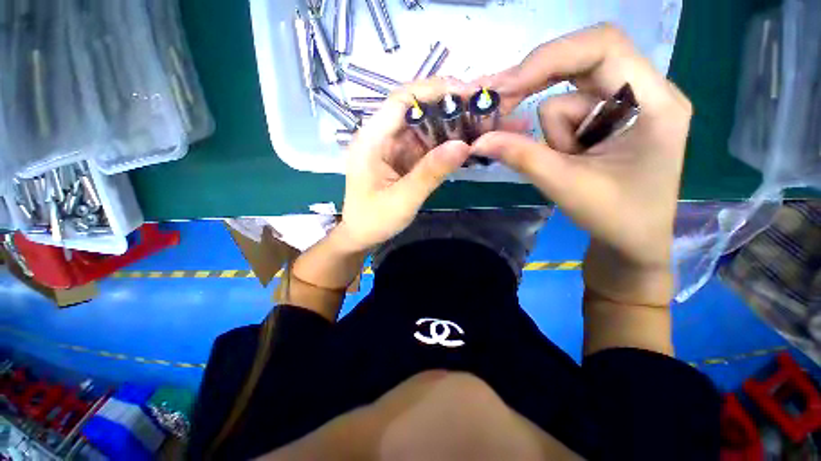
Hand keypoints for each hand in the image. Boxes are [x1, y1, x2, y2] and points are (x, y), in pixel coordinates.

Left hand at [339, 78, 474, 251]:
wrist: (361, 235)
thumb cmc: (374, 220)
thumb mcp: (403, 200)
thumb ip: (430, 173)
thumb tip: (463, 146)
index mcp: (371, 140)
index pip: (400, 100)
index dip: (433, 90)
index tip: (466, 93)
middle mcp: (380, 136)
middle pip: (413, 107)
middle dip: (445, 104)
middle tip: (478, 108)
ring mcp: (391, 146)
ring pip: (421, 124)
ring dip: (447, 122)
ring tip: (476, 123)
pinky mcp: (400, 157)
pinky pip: (423, 142)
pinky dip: (442, 141)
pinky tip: (461, 143)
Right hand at [471, 24, 691, 304]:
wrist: (632, 239)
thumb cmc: (614, 218)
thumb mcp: (564, 185)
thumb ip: (521, 157)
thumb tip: (479, 140)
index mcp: (653, 103)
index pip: (602, 47)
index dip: (549, 58)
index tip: (507, 87)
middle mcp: (645, 91)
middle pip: (580, 62)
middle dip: (536, 84)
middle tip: (500, 107)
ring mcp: (627, 103)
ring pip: (566, 97)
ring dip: (553, 133)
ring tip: (566, 163)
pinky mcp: (609, 117)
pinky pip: (567, 113)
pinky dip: (556, 136)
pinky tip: (568, 159)